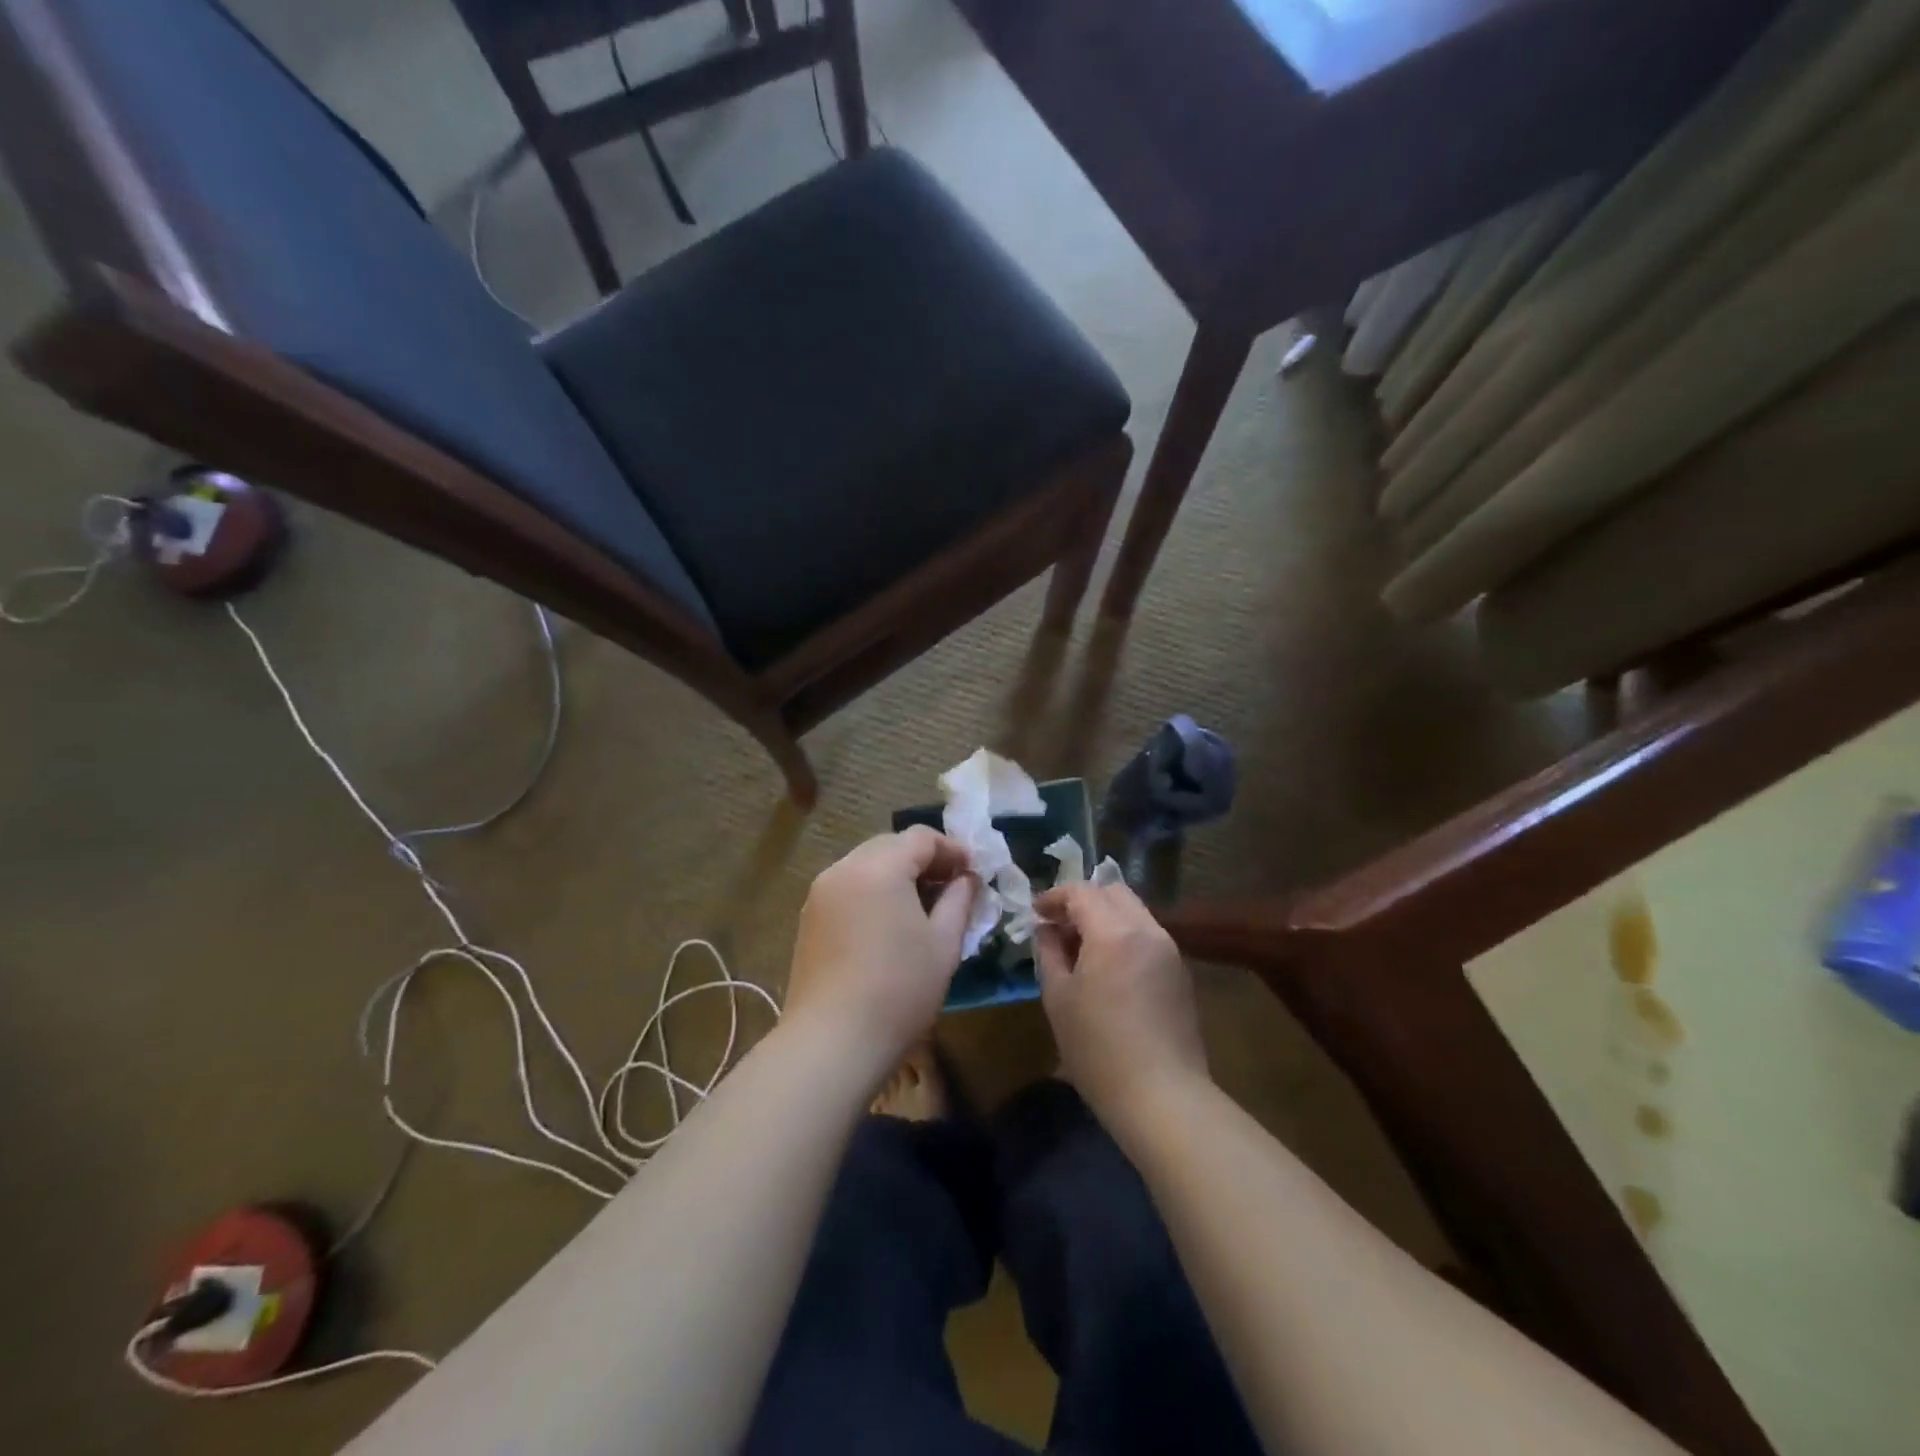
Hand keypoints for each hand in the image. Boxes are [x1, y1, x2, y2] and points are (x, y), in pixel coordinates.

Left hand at [784, 828, 977, 1083]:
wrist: (832, 1042)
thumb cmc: (899, 990)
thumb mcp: (944, 944)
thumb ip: (959, 900)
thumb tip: (966, 879)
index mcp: (879, 867)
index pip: (921, 838)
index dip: (952, 849)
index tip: (974, 872)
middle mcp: (844, 869)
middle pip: (890, 845)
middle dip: (924, 860)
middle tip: (952, 887)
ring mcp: (821, 893)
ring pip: (867, 865)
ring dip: (898, 875)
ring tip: (924, 907)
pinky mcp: (809, 918)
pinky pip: (849, 887)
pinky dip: (874, 892)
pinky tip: (890, 923)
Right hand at [1034, 882, 1208, 1132]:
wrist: (1163, 1096)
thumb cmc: (1098, 1049)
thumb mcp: (1058, 998)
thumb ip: (1049, 952)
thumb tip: (1046, 929)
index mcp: (1114, 932)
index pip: (1081, 891)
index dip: (1054, 897)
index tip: (1036, 913)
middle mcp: (1147, 930)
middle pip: (1113, 891)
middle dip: (1082, 900)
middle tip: (1059, 926)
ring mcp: (1169, 950)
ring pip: (1134, 911)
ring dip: (1105, 917)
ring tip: (1082, 949)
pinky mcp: (1180, 972)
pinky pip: (1147, 935)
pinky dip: (1124, 935)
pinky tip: (1109, 968)